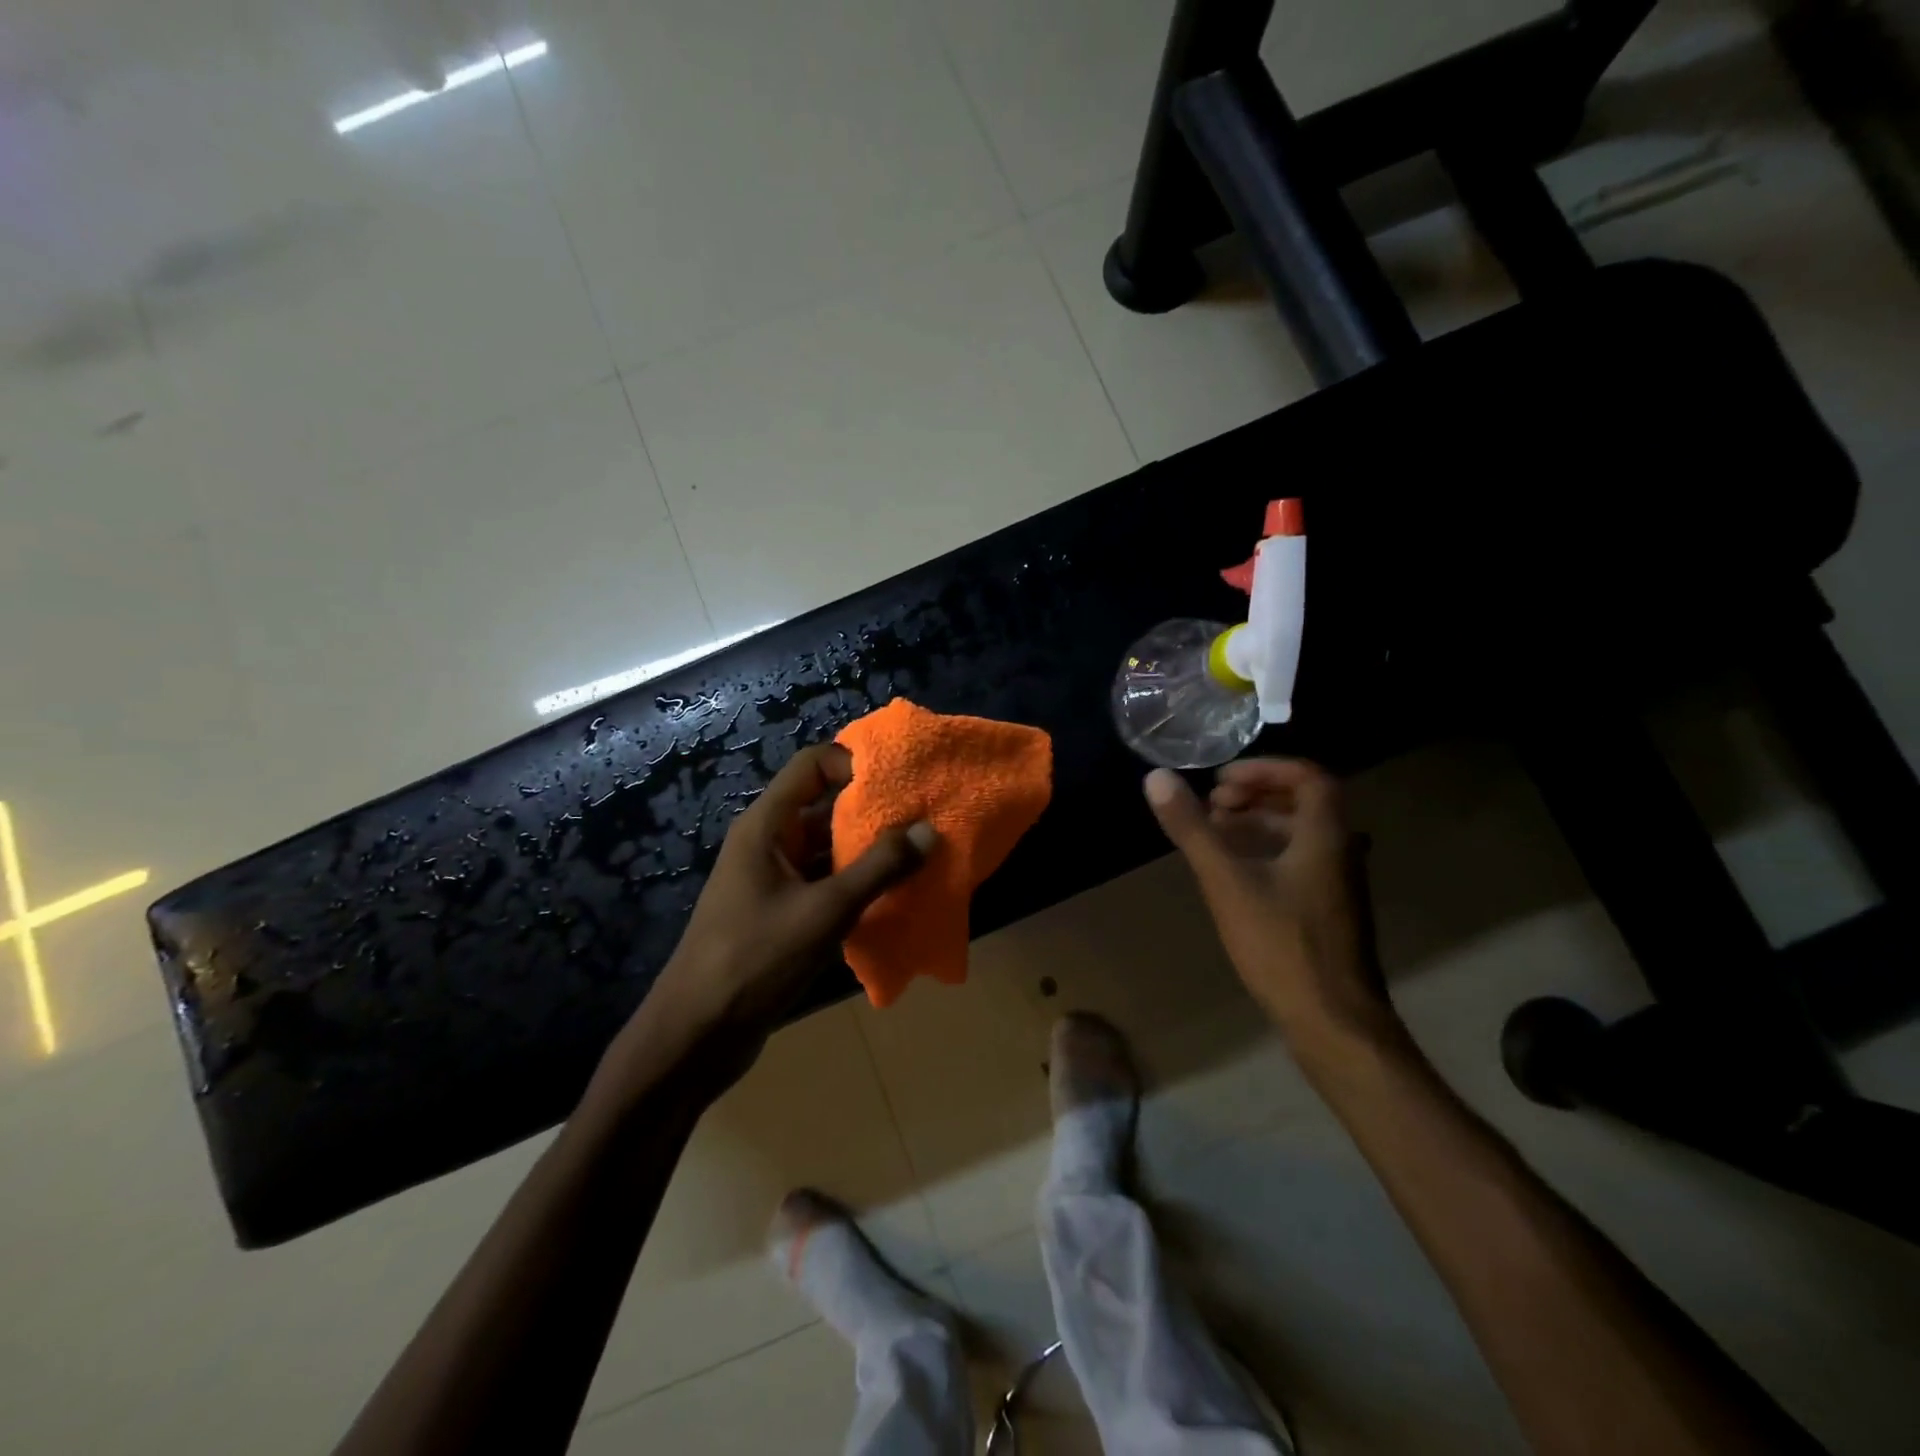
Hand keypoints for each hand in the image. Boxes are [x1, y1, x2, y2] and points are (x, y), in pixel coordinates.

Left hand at [648, 743, 935, 1046]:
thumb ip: (879, 868)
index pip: (813, 765)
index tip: (902, 781)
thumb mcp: (825, 911)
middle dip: (873, 811)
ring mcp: (773, 880)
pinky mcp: (781, 913)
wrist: (697, 1034)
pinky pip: (825, 883)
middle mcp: (769, 843)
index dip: (856, 763)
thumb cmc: (756, 958)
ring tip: (920, 855)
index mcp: (768, 826)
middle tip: (925, 818)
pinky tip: (894, 897)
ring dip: (869, 851)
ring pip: (828, 848)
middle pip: (825, 806)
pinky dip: (856, 884)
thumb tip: (928, 830)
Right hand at [1145, 760, 1399, 1057]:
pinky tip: (1233, 871)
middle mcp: (1340, 850)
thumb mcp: (1226, 881)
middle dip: (1255, 794)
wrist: (1332, 1021)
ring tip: (1215, 831)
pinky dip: (1266, 850)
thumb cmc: (1281, 945)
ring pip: (1300, 833)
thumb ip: (1192, 828)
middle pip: (1303, 801)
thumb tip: (1157, 778)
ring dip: (1259, 822)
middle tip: (1213, 804)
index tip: (1220, 779)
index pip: (1306, 776)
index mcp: (1325, 835)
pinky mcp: (1329, 910)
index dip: (1263, 768)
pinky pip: (1299, 859)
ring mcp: (1339, 883)